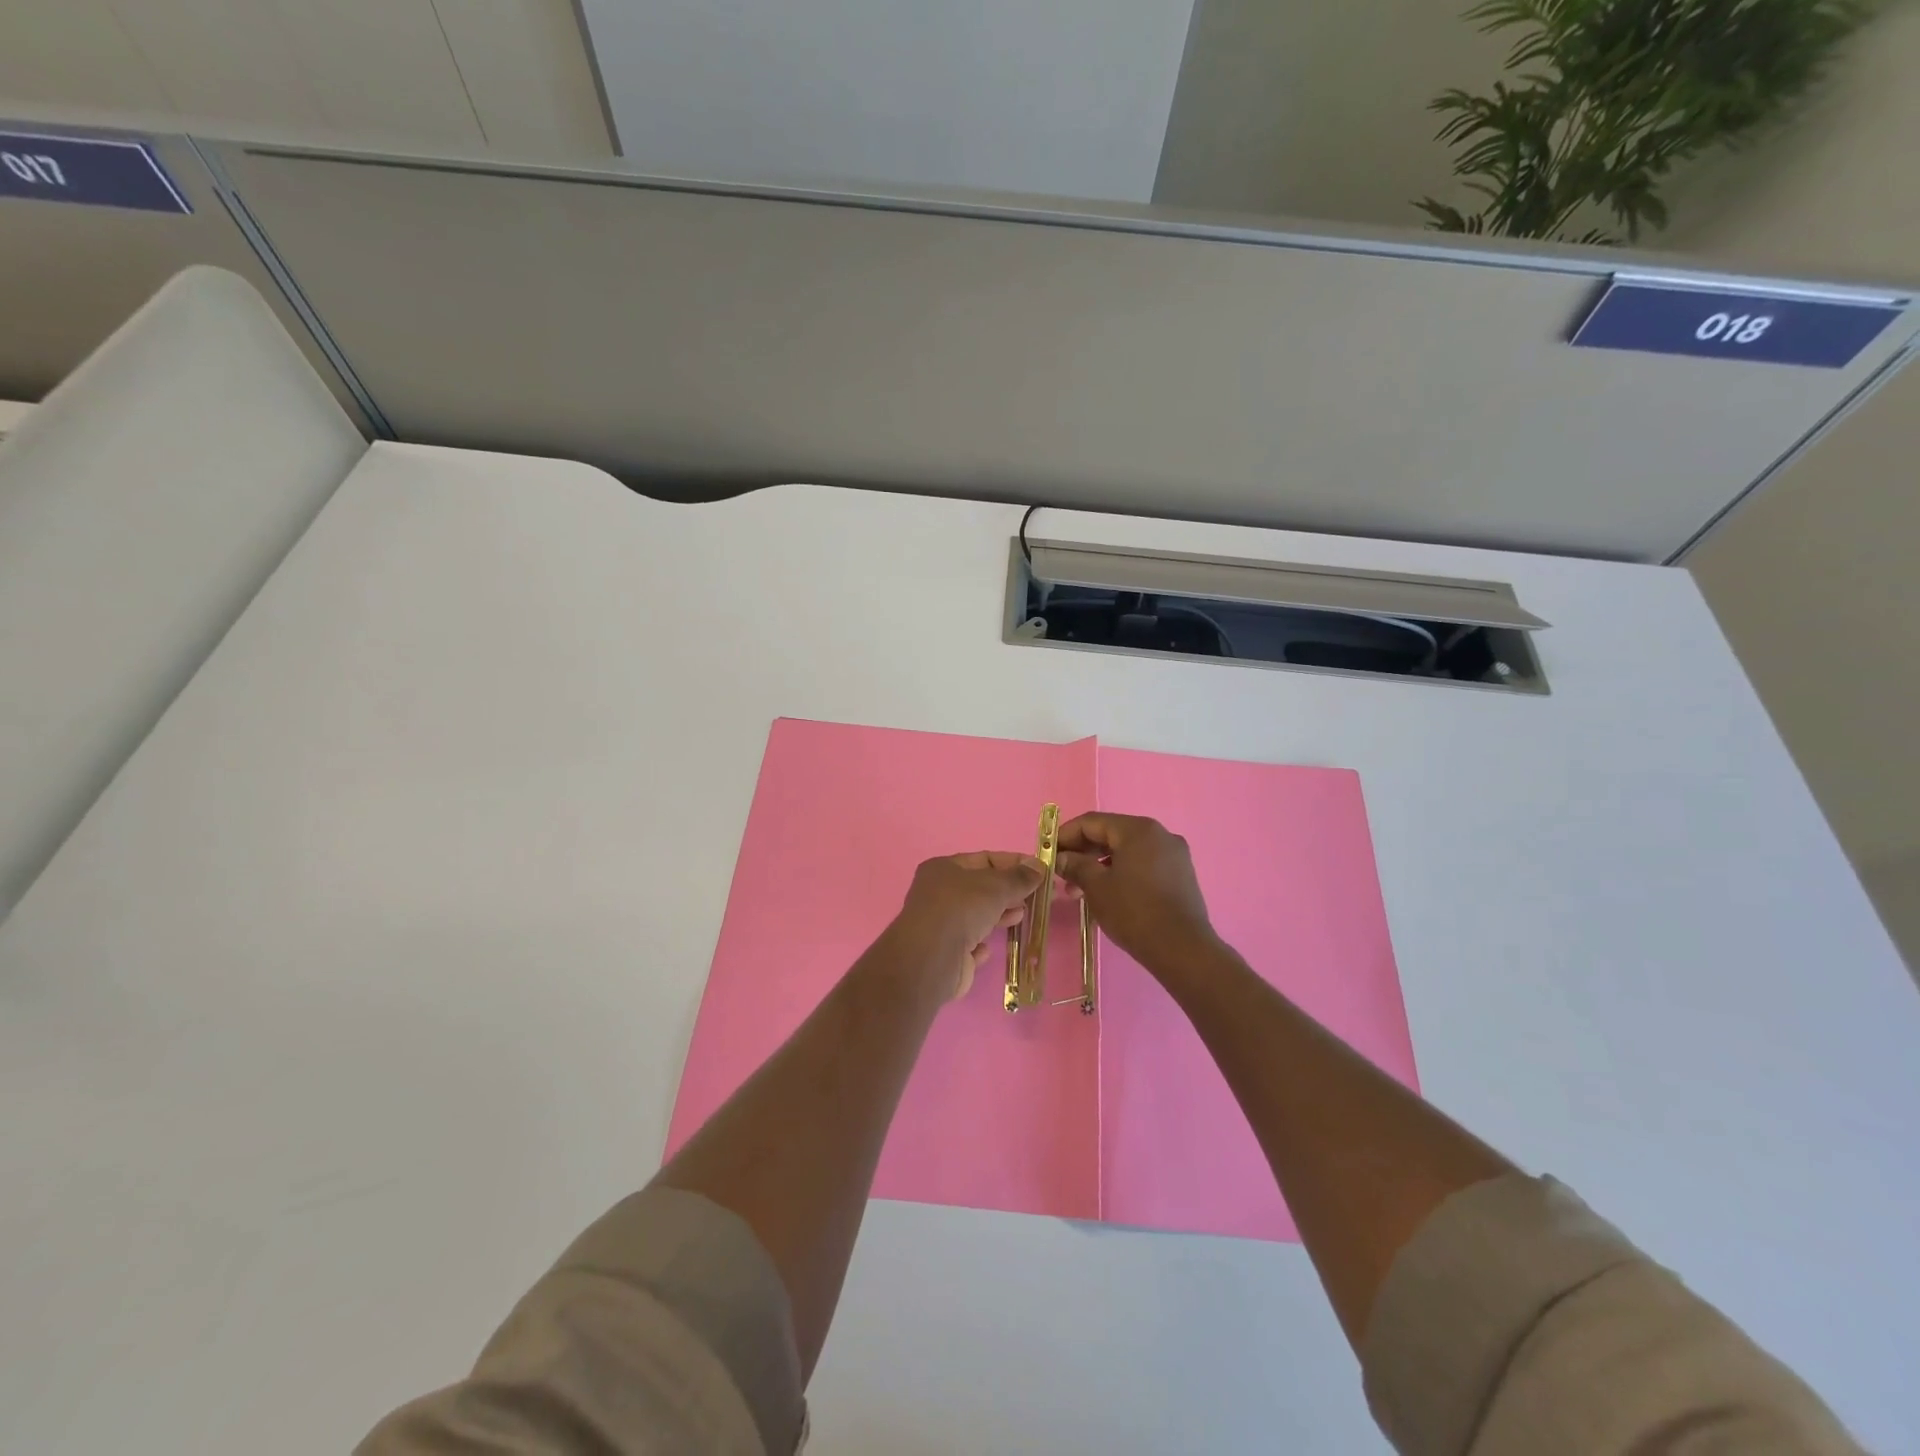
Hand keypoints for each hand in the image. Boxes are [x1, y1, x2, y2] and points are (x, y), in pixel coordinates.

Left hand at [886, 851, 1044, 1002]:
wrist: (932, 958)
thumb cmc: (962, 909)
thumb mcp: (996, 886)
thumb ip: (1019, 877)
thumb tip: (1039, 866)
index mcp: (943, 869)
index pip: (984, 859)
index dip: (1013, 863)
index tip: (1040, 871)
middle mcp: (938, 894)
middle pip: (981, 888)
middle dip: (1008, 891)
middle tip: (1035, 897)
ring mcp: (940, 925)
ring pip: (976, 916)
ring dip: (1000, 915)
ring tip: (1022, 916)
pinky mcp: (945, 953)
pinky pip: (968, 944)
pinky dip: (981, 944)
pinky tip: (988, 948)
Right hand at [1055, 813, 1219, 978]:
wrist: (1182, 949)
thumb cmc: (1134, 912)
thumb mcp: (1097, 887)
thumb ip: (1075, 865)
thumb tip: (1060, 858)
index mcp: (1138, 829)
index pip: (1092, 822)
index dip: (1065, 835)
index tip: (1047, 853)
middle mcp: (1159, 834)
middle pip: (1111, 834)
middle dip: (1083, 853)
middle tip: (1061, 874)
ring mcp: (1173, 854)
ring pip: (1127, 851)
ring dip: (1100, 866)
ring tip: (1079, 891)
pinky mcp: (1180, 875)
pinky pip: (1143, 864)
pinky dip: (1121, 873)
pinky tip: (1107, 893)